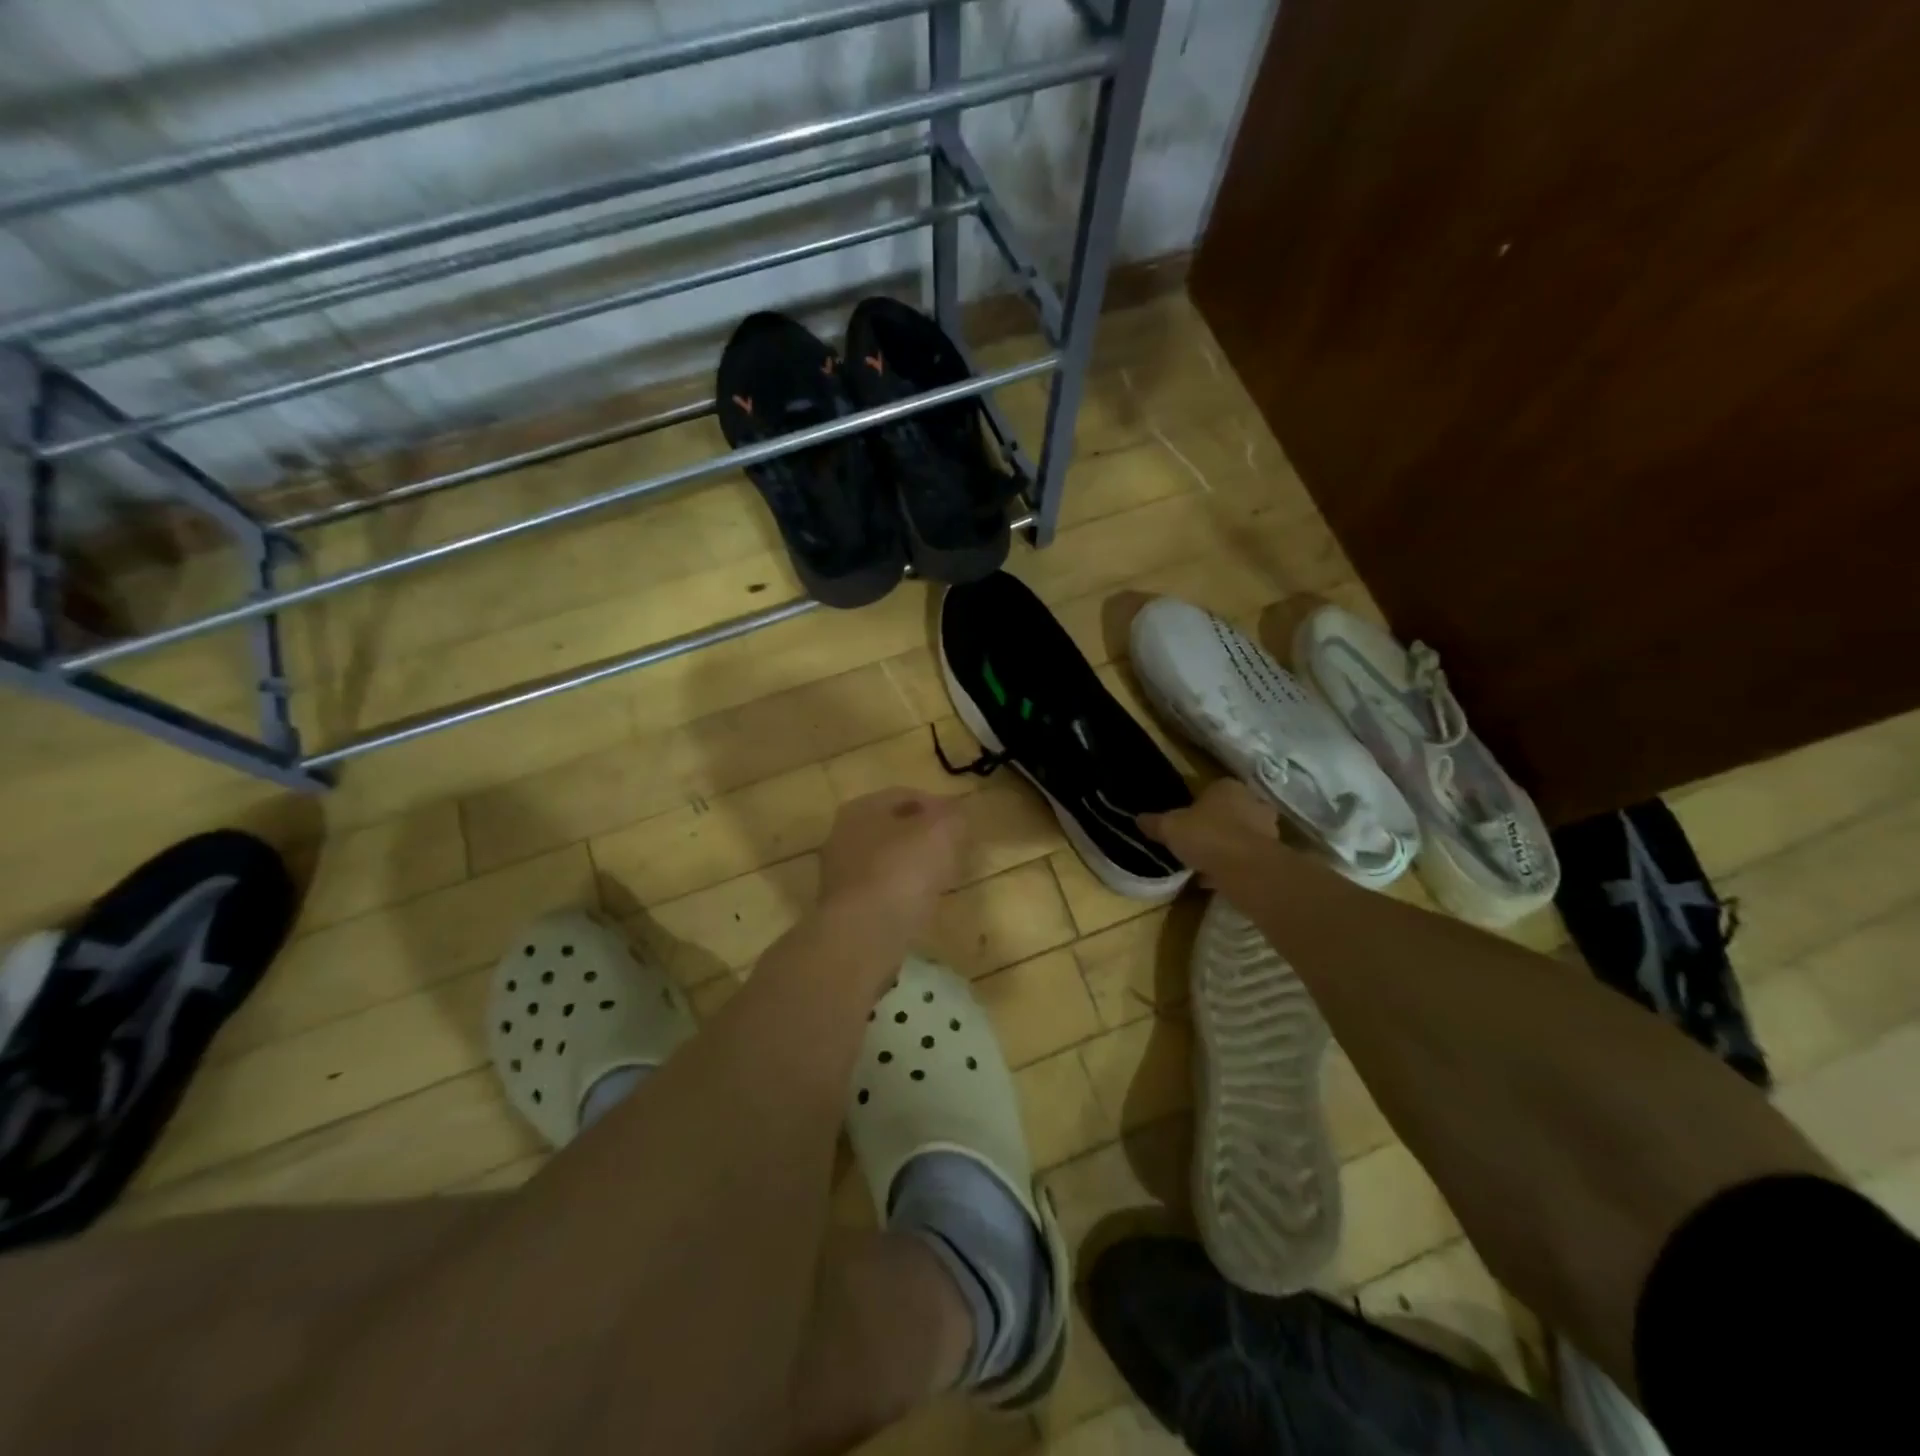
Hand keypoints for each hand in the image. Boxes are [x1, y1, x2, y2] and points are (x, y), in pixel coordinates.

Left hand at [818, 788, 966, 936]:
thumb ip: (952, 816)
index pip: (906, 796)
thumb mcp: (941, 832)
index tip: (962, 823)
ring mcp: (840, 874)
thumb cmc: (902, 871)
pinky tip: (920, 905)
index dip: (938, 805)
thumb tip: (954, 814)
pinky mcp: (845, 908)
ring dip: (914, 866)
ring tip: (942, 879)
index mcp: (862, 808)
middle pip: (894, 829)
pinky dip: (902, 893)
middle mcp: (844, 836)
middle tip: (954, 850)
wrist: (863, 935)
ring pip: (887, 860)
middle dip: (925, 837)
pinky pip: (881, 890)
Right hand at [1139, 779, 1282, 878]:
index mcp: (1227, 787)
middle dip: (1215, 826)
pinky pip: (1247, 858)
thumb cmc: (1207, 836)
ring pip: (1240, 835)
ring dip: (1226, 847)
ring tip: (1204, 864)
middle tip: (1195, 842)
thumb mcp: (1170, 828)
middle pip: (1229, 812)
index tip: (1184, 823)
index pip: (1210, 791)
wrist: (1246, 869)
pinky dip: (1233, 866)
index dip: (1196, 807)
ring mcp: (1267, 829)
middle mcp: (1252, 802)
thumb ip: (1154, 823)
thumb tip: (1138, 819)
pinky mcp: (1272, 855)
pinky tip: (1216, 879)